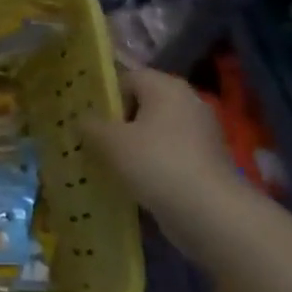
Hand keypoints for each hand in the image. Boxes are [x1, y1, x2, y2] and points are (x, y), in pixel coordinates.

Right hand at [85, 69, 249, 260]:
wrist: (209, 213)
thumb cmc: (155, 163)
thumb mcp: (110, 142)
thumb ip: (90, 126)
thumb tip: (82, 119)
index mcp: (165, 86)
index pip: (127, 78)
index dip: (104, 97)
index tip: (87, 121)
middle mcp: (187, 101)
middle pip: (142, 105)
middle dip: (118, 124)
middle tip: (94, 143)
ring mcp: (202, 133)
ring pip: (156, 132)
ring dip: (135, 146)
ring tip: (110, 166)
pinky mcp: (208, 161)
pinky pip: (170, 154)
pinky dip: (153, 165)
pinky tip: (136, 183)